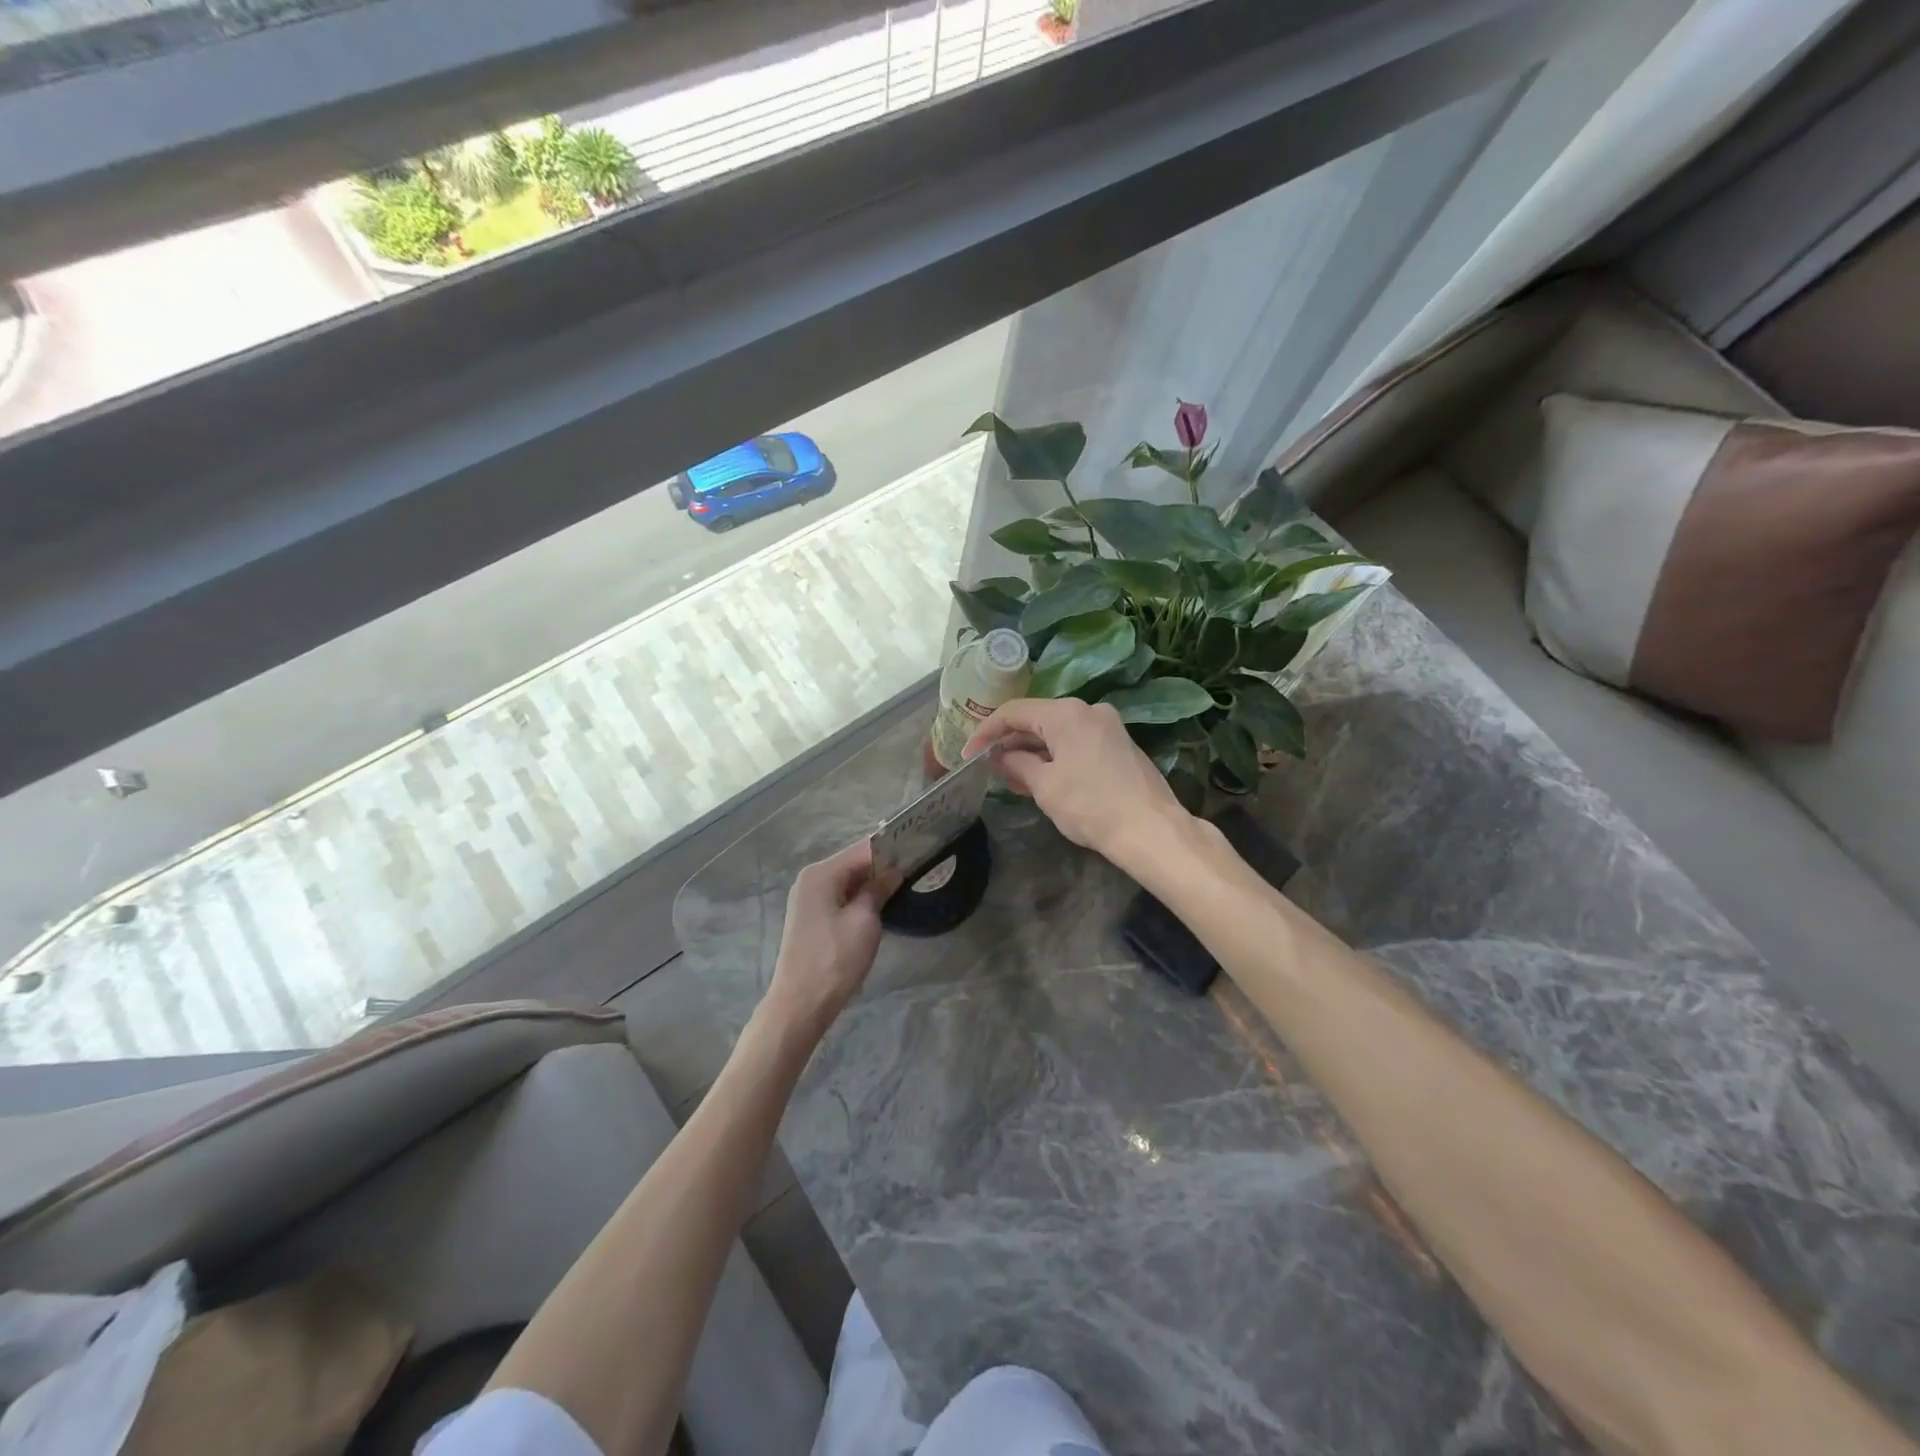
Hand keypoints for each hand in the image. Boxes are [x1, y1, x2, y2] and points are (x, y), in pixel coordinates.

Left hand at [765, 839, 897, 1037]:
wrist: (800, 1004)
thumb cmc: (835, 959)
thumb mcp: (864, 921)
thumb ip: (878, 889)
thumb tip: (894, 870)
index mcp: (821, 873)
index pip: (864, 849)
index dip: (892, 850)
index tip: (920, 853)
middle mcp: (811, 878)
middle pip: (854, 863)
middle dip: (883, 867)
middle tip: (916, 871)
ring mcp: (808, 898)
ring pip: (848, 880)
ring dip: (872, 884)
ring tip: (904, 887)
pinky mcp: (810, 916)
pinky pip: (840, 896)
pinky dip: (859, 898)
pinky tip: (880, 906)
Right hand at [964, 698, 1191, 869]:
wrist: (1150, 829)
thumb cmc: (1090, 805)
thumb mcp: (1044, 786)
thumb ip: (1016, 764)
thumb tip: (1000, 757)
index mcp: (1066, 713)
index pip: (1013, 712)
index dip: (986, 732)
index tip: (968, 755)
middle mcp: (1088, 710)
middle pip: (1037, 719)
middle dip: (1010, 743)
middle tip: (988, 768)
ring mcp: (1108, 727)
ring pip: (1058, 733)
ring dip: (1032, 752)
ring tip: (1011, 778)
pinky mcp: (1119, 745)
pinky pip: (1077, 743)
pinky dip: (1056, 756)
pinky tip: (1043, 779)